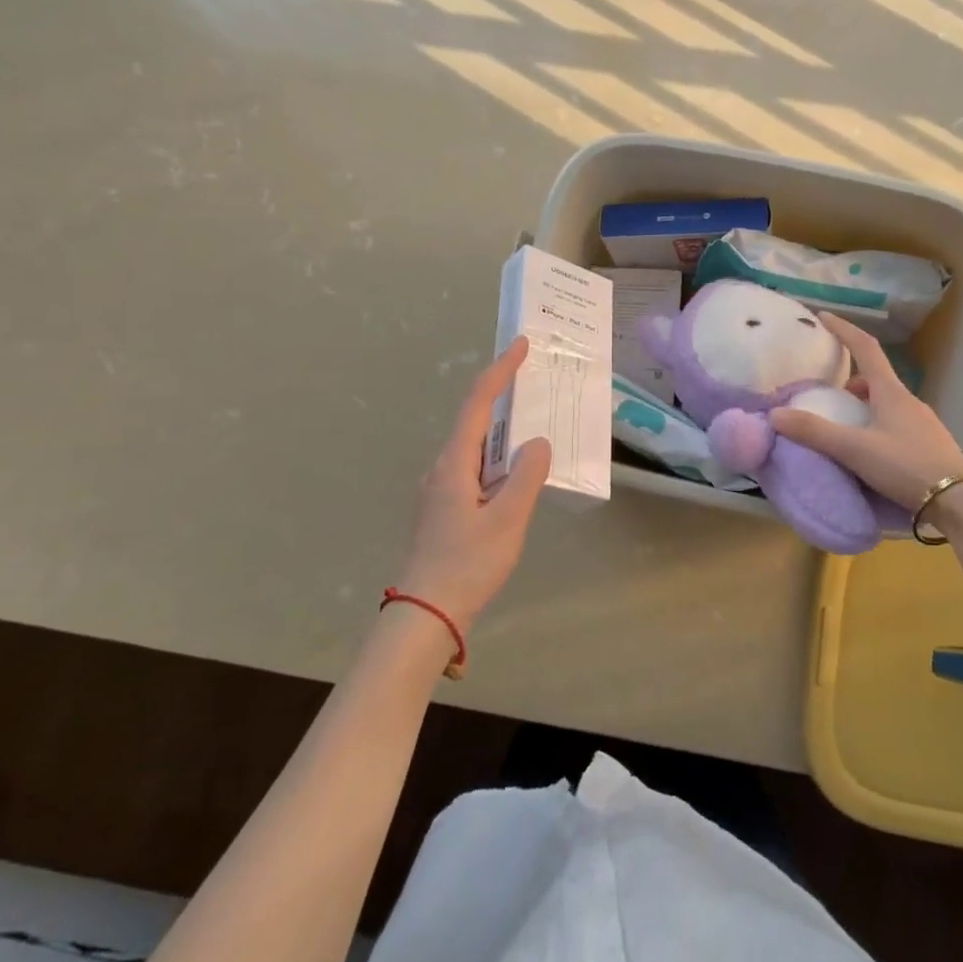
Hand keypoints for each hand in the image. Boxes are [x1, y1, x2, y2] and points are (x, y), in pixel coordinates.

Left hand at [397, 337, 550, 630]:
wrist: (426, 615)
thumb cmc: (467, 564)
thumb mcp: (507, 520)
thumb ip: (526, 477)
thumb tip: (537, 444)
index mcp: (454, 464)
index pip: (477, 404)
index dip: (499, 372)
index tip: (520, 346)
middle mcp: (443, 469)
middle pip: (475, 422)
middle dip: (504, 398)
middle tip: (536, 385)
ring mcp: (442, 491)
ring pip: (477, 450)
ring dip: (504, 435)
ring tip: (535, 429)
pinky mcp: (447, 510)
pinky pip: (477, 472)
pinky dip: (500, 462)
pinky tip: (518, 478)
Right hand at [769, 312, 962, 509]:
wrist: (960, 501)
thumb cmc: (906, 466)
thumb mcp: (855, 449)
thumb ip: (815, 432)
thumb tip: (775, 414)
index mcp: (891, 392)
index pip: (865, 348)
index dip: (844, 330)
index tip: (823, 317)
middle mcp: (909, 401)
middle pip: (876, 378)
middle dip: (850, 380)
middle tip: (828, 394)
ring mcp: (922, 424)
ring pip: (887, 403)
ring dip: (864, 405)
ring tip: (844, 426)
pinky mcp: (929, 445)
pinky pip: (897, 424)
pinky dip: (877, 425)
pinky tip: (870, 450)